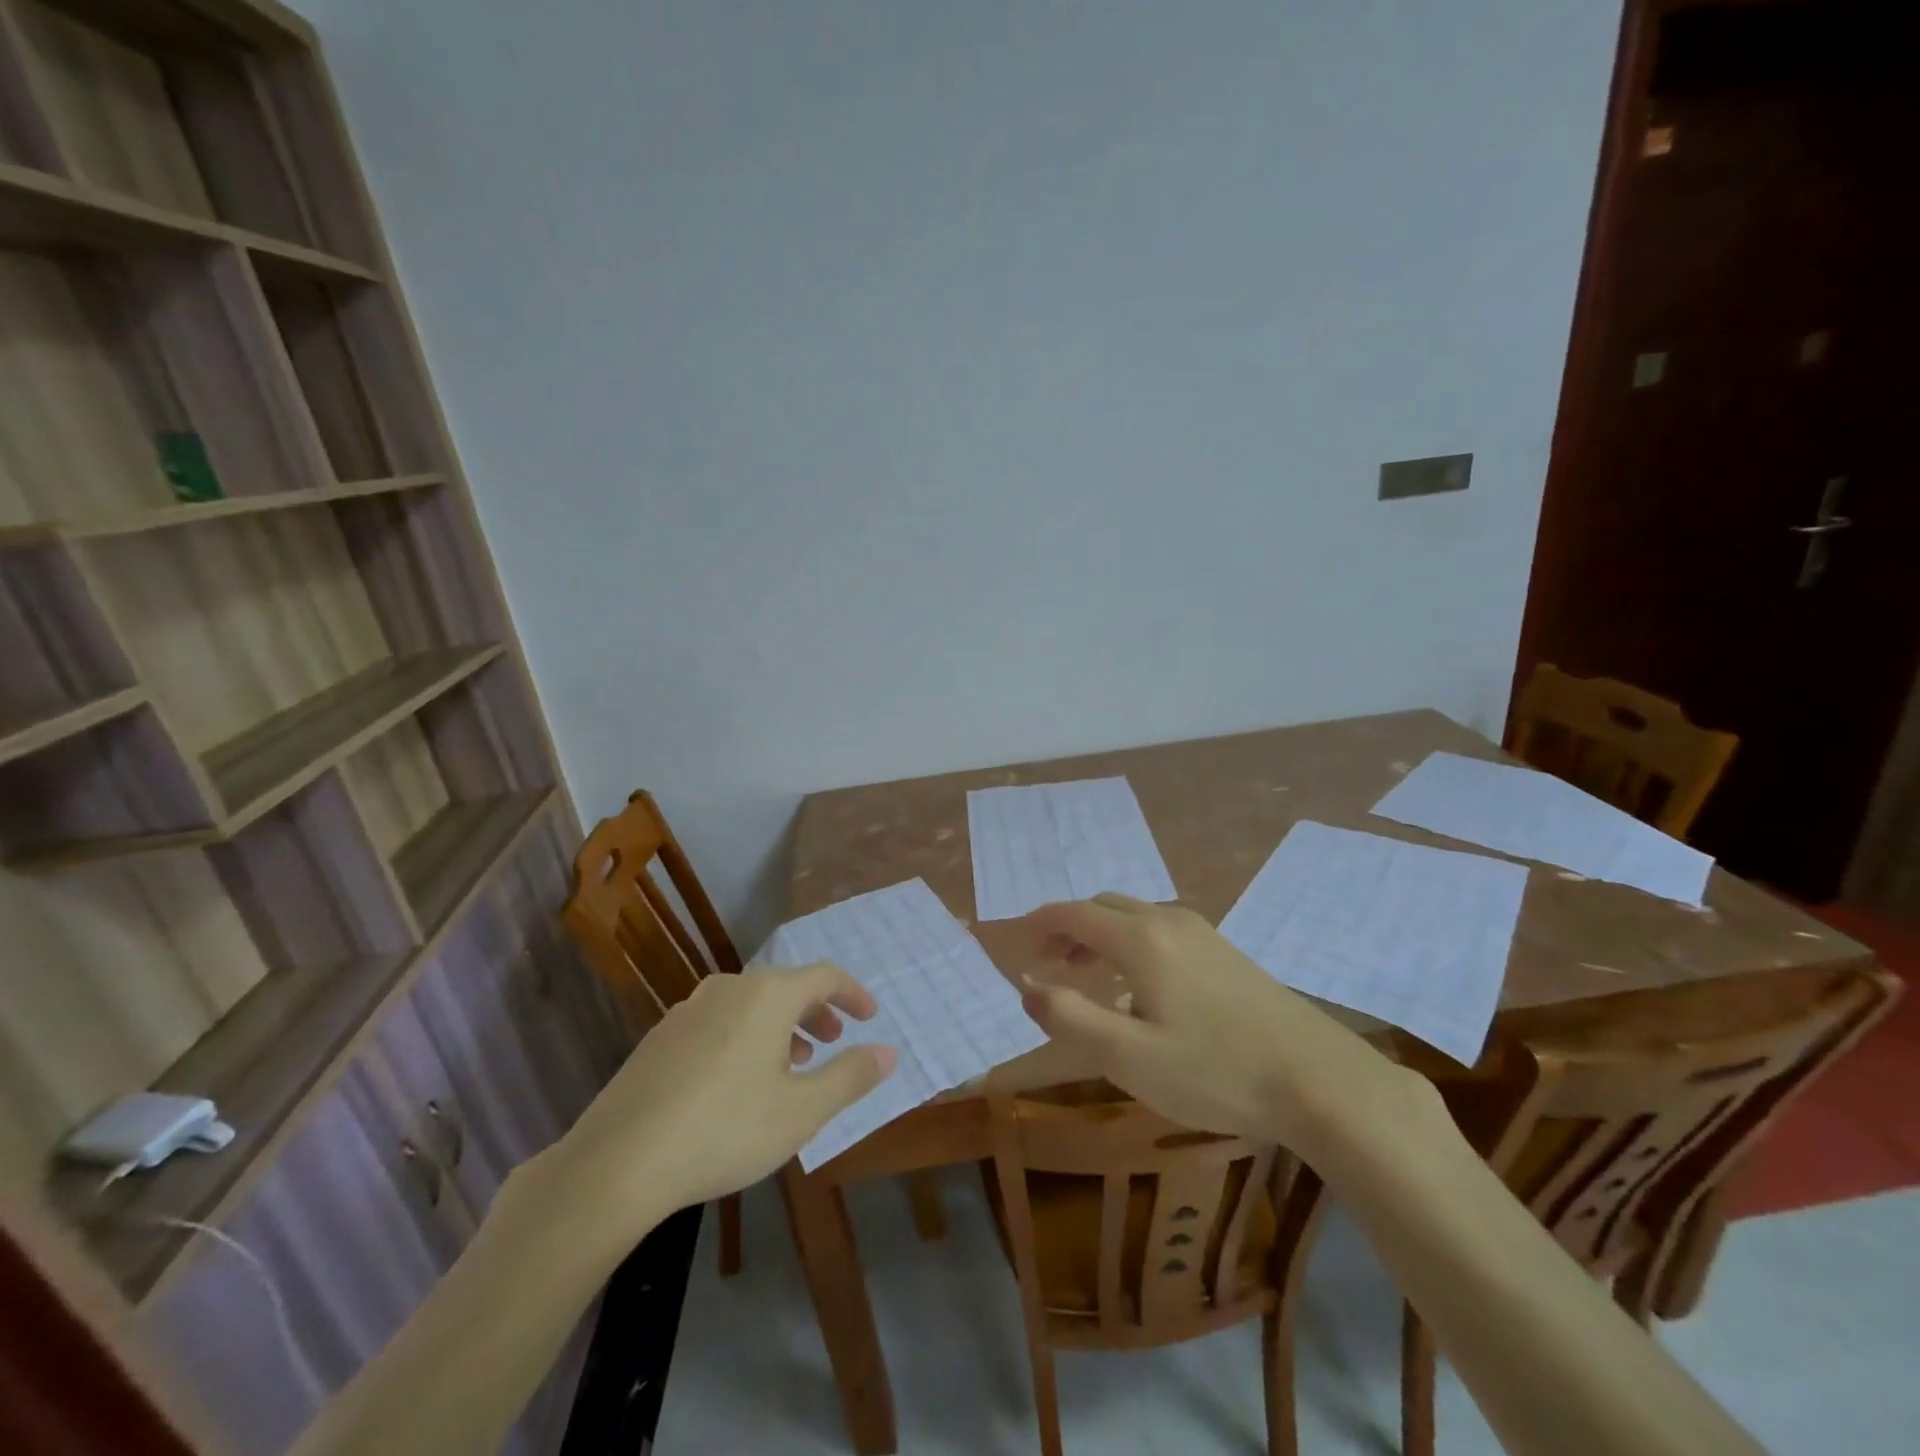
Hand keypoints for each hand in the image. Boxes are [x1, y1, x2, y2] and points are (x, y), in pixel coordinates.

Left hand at [542, 964, 896, 1242]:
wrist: (617, 1162)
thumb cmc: (725, 1129)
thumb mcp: (802, 1111)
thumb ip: (850, 1076)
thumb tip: (889, 1052)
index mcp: (768, 995)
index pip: (825, 976)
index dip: (853, 994)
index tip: (869, 1018)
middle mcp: (730, 988)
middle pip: (786, 986)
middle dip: (816, 1012)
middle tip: (832, 1042)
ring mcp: (689, 1009)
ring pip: (750, 1005)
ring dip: (780, 1026)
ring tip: (791, 1065)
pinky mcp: (661, 1036)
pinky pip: (719, 1022)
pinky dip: (745, 1037)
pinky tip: (738, 1082)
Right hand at [1021, 894, 1399, 1152]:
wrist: (1320, 1080)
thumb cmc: (1215, 1071)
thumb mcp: (1128, 1057)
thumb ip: (1070, 1017)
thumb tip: (1027, 987)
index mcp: (1140, 939)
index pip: (1074, 913)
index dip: (1041, 923)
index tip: (1018, 942)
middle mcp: (1168, 921)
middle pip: (1103, 908)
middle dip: (1069, 928)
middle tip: (1048, 964)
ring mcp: (1204, 933)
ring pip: (1135, 917)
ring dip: (1101, 936)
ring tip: (1086, 975)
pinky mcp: (1227, 952)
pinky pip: (1162, 931)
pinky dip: (1132, 944)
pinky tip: (1141, 988)